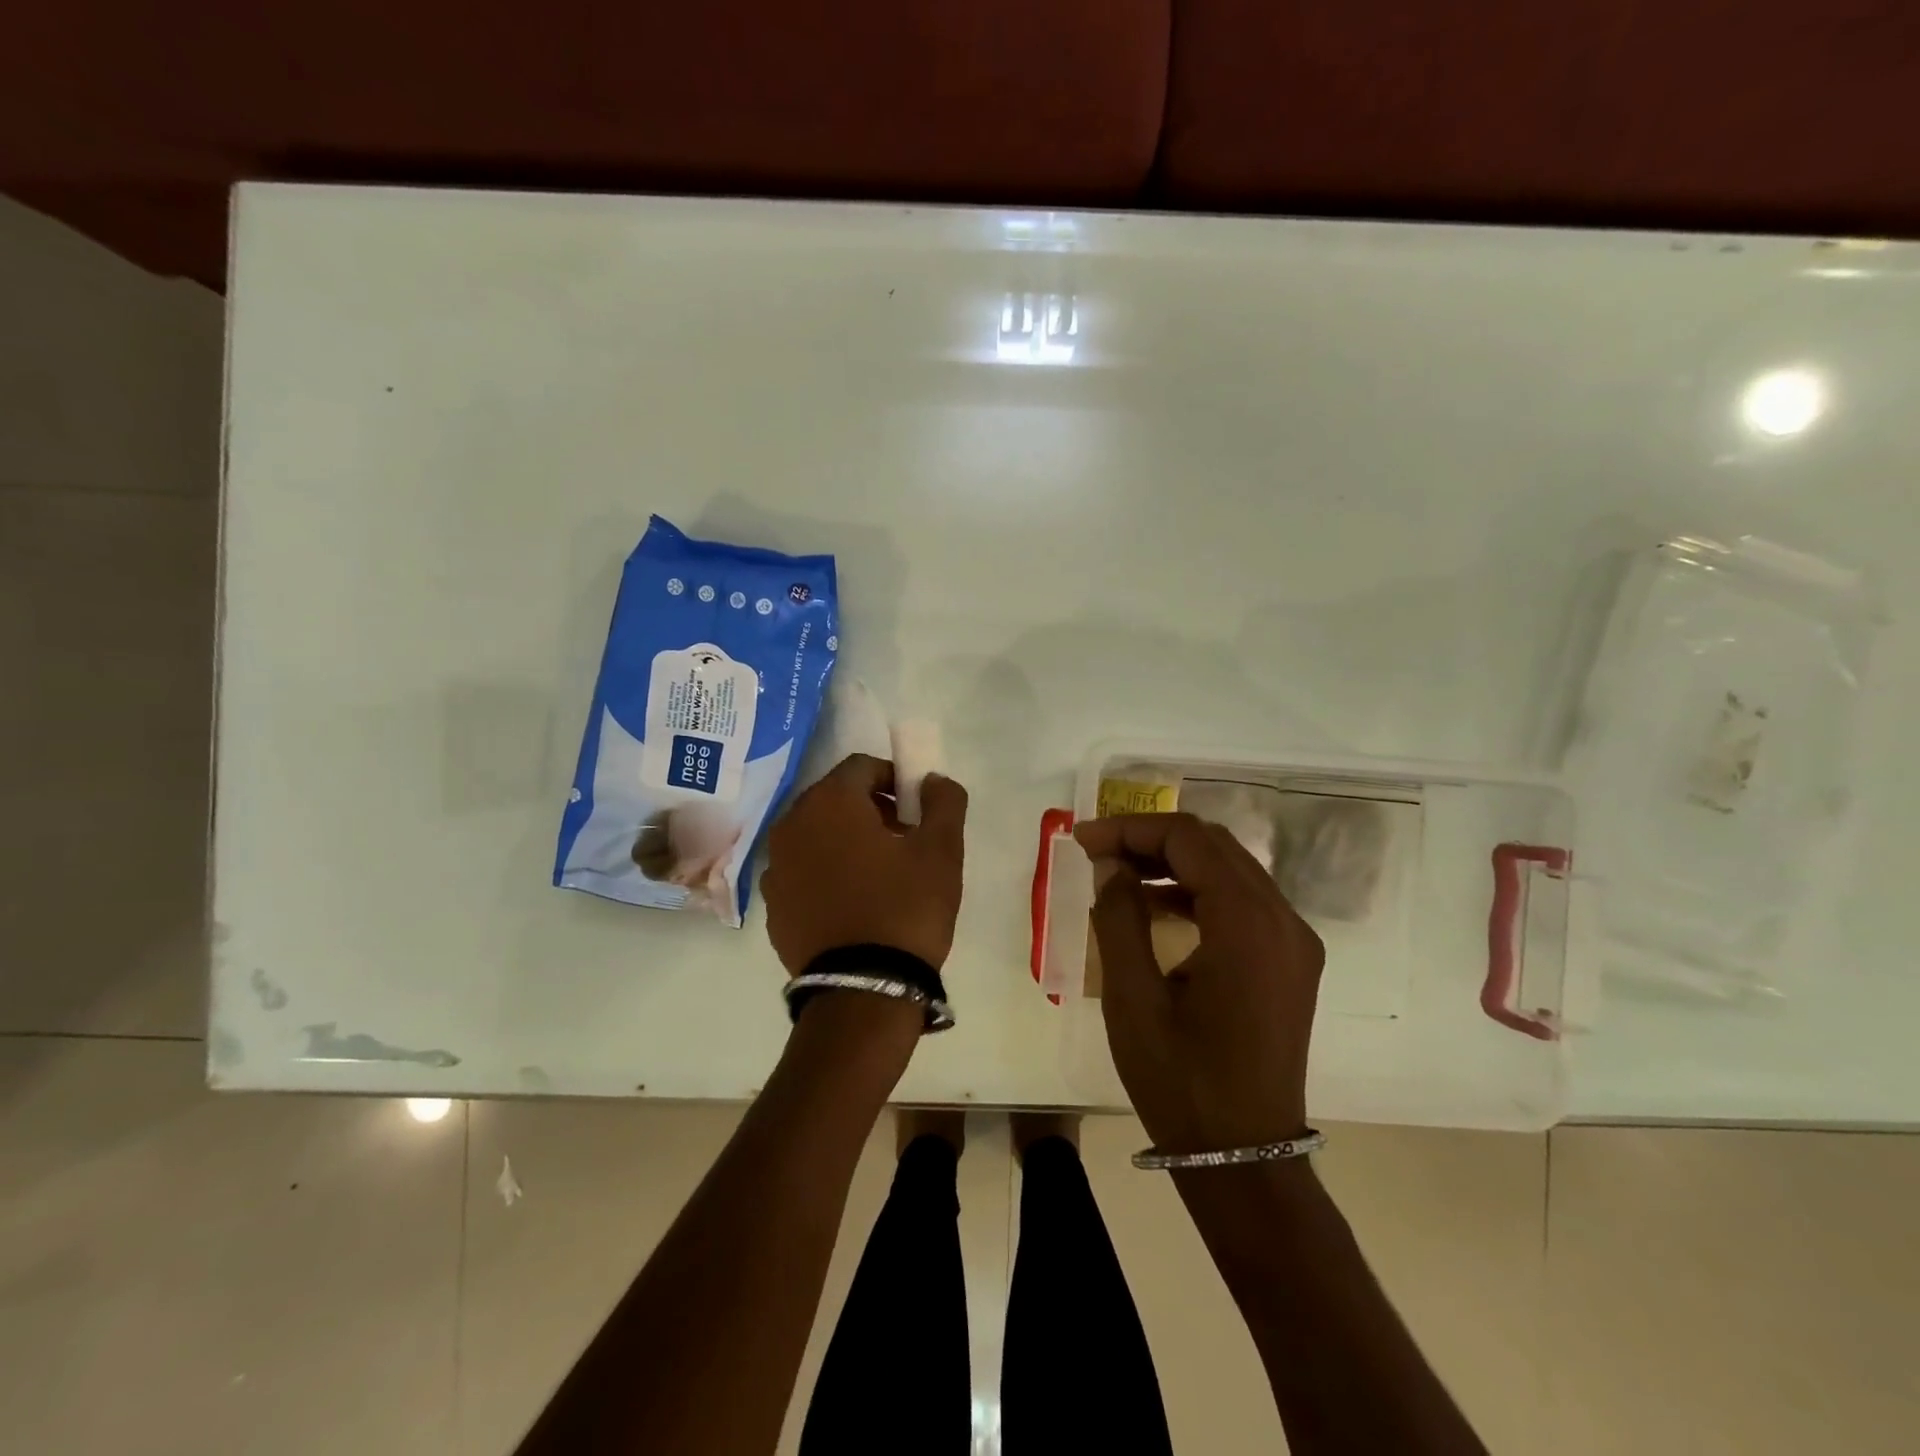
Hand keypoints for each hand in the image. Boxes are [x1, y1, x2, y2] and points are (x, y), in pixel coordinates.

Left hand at [763, 754, 968, 974]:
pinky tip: (852, 903)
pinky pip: (803, 870)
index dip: (895, 779)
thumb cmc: (905, 908)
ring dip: (847, 839)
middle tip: (903, 839)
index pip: (863, 767)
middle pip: (835, 798)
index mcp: (830, 803)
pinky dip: (826, 872)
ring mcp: (776, 867)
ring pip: (816, 834)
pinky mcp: (773, 905)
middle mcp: (792, 825)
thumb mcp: (941, 850)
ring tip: (880, 874)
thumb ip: (944, 801)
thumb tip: (932, 780)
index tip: (916, 809)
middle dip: (871, 808)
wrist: (863, 989)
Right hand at [1073, 813, 1323, 1154]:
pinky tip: (1157, 906)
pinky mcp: (1290, 962)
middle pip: (1214, 846)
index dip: (1131, 829)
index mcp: (1248, 924)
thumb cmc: (1181, 1082)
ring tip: (1118, 874)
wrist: (1244, 1157)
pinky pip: (1243, 902)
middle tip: (1097, 852)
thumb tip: (1111, 866)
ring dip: (1174, 863)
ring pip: (1230, 870)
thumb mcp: (1132, 998)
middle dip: (1151, 839)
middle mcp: (1283, 920)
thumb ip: (1119, 918)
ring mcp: (1294, 942)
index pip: (1189, 840)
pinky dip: (1198, 891)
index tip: (1082, 840)